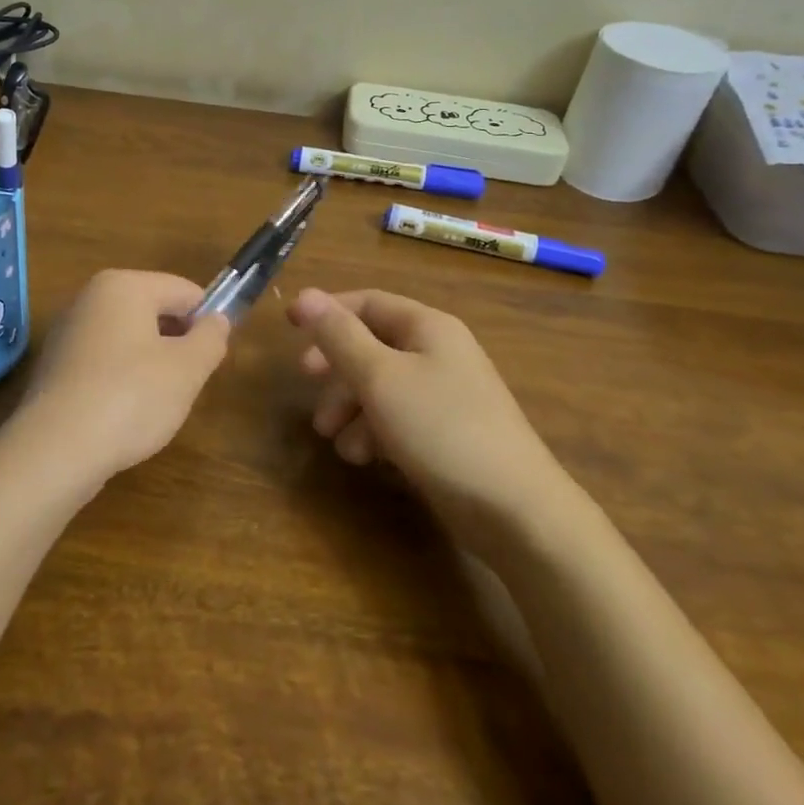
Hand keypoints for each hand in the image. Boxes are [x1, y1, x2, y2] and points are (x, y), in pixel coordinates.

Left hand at [13, 270, 229, 482]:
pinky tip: (125, 414)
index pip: (184, 291)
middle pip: (154, 312)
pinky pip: (104, 363)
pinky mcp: (55, 367)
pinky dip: (121, 381)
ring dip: (151, 365)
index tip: (214, 358)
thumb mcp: (187, 369)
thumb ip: (211, 338)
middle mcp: (90, 298)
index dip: (208, 321)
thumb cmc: (131, 397)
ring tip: (156, 403)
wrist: (56, 450)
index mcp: (124, 286)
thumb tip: (217, 320)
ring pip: (129, 340)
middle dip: (177, 344)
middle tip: (187, 383)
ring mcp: (68, 332)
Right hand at [287, 287, 569, 533]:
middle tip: (306, 382)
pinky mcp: (447, 432)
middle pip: (372, 344)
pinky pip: (398, 417)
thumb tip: (304, 296)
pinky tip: (365, 457)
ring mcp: (446, 394)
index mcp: (428, 327)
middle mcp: (439, 352)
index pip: (368, 302)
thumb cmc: (441, 429)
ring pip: (381, 385)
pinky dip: (374, 430)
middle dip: (336, 366)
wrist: (514, 509)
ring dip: (350, 405)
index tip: (289, 328)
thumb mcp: (379, 378)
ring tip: (332, 438)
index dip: (327, 310)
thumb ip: (339, 336)